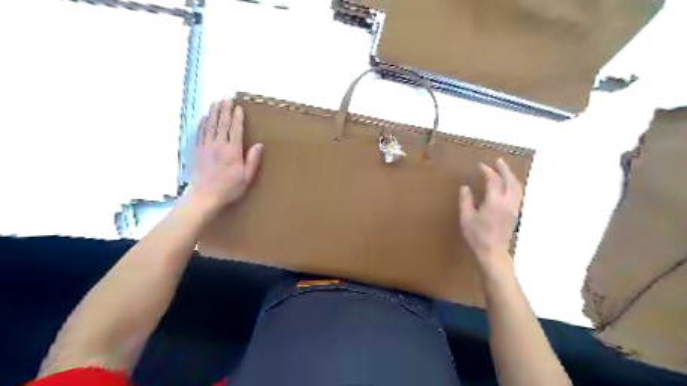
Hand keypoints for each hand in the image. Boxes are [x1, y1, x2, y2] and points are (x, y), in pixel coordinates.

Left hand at [187, 98, 263, 214]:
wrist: (203, 196)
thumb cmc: (228, 188)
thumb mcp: (246, 177)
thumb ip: (252, 160)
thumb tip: (259, 145)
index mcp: (233, 151)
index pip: (235, 130)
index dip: (237, 118)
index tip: (238, 107)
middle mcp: (219, 145)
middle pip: (222, 124)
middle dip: (225, 110)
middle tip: (226, 98)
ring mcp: (206, 147)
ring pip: (210, 126)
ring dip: (213, 113)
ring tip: (216, 102)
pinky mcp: (196, 151)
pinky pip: (199, 133)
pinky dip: (202, 124)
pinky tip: (204, 117)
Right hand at [457, 158, 523, 269]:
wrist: (493, 253)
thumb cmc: (477, 235)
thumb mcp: (466, 217)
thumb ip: (466, 200)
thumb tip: (465, 187)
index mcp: (495, 201)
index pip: (493, 180)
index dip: (487, 171)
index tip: (480, 166)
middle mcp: (508, 202)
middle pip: (510, 180)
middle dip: (504, 169)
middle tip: (497, 161)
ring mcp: (514, 208)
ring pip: (517, 187)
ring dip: (511, 176)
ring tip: (504, 170)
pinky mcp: (515, 214)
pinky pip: (518, 194)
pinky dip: (514, 185)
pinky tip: (509, 186)